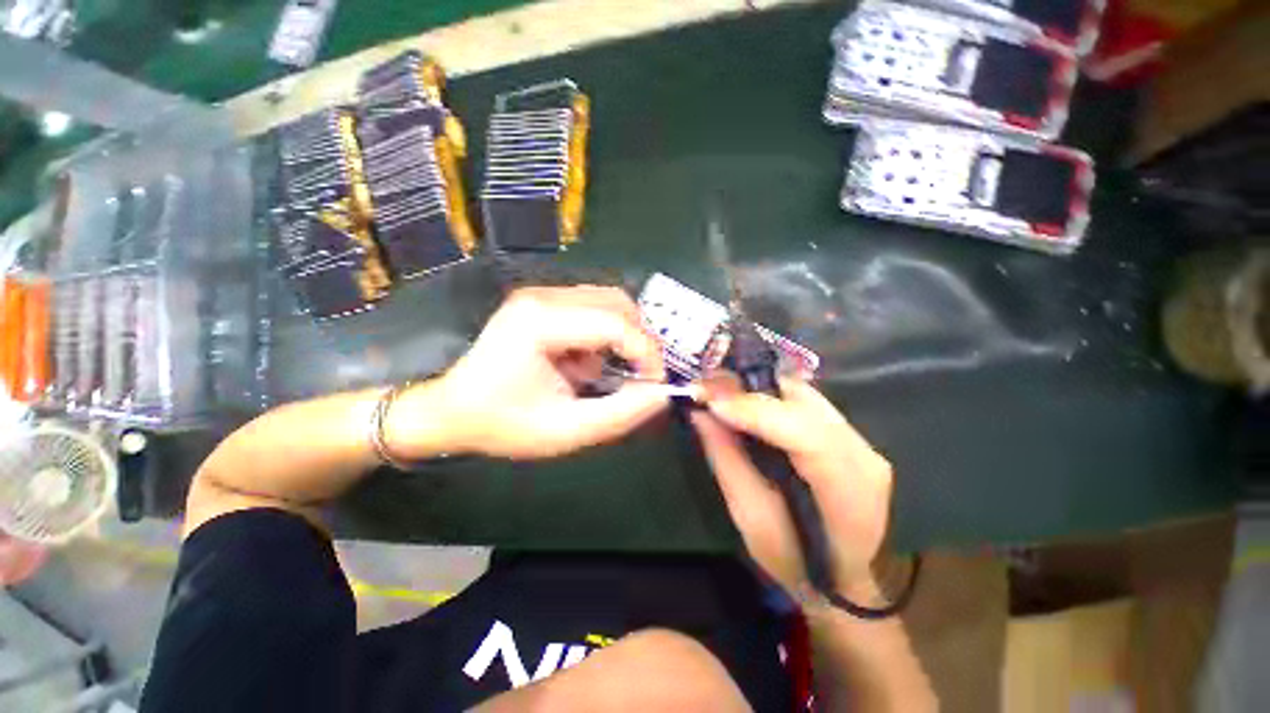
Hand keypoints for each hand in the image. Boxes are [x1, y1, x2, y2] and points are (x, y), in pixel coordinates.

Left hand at [388, 286, 675, 459]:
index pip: (614, 323)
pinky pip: (593, 310)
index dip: (646, 352)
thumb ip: (620, 413)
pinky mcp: (543, 303)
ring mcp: (541, 296)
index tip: (656, 383)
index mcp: (540, 322)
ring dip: (623, 336)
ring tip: (613, 371)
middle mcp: (542, 297)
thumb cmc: (503, 424)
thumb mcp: (566, 430)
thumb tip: (662, 393)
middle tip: (642, 374)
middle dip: (639, 339)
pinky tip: (587, 364)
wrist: (451, 411)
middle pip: (616, 302)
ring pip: (608, 302)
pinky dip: (604, 336)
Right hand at [691, 377, 891, 598]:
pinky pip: (803, 399)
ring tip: (717, 391)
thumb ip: (727, 462)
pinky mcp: (847, 431)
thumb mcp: (752, 520)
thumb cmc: (794, 561)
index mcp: (850, 491)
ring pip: (802, 393)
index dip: (756, 411)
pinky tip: (742, 399)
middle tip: (705, 388)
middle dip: (749, 390)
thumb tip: (701, 413)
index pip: (807, 435)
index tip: (711, 402)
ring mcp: (860, 439)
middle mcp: (864, 454)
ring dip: (755, 387)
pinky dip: (768, 394)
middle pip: (804, 402)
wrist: (841, 575)